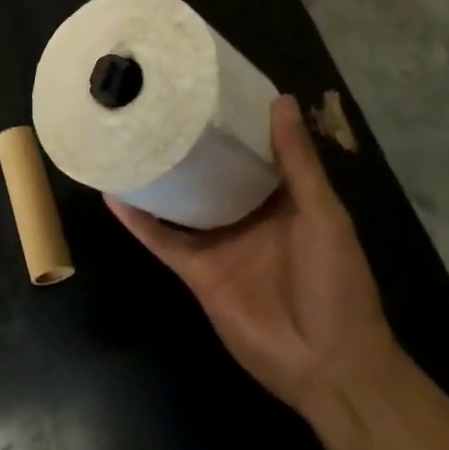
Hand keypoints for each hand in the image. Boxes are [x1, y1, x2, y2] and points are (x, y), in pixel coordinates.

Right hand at [107, 95, 397, 416]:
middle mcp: (245, 213)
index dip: (232, 120)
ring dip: (158, 175)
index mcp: (281, 197)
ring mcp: (218, 242)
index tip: (204, 84)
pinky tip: (113, 193)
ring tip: (128, 137)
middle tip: (154, 102)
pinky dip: (137, 220)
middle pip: (210, 171)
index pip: (252, 149)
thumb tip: (278, 99)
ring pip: (180, 201)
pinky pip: (161, 240)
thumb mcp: (323, 214)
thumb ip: (297, 162)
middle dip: (189, 142)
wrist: (327, 365)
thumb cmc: (335, 282)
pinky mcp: (196, 270)